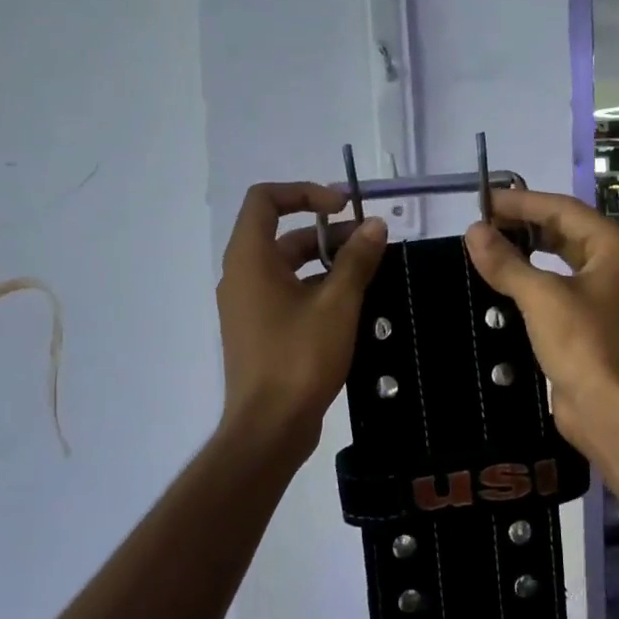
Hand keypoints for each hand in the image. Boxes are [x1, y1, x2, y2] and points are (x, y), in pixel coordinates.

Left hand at [216, 183, 386, 455]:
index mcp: (250, 259)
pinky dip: (317, 289)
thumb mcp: (337, 304)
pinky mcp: (259, 331)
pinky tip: (353, 305)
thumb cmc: (299, 358)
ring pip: (289, 267)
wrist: (269, 427)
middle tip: (372, 245)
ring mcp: (248, 306)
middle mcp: (242, 276)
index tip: (344, 207)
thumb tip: (376, 226)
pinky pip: (288, 294)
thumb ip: (356, 260)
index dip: (305, 192)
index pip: (266, 199)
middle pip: (283, 234)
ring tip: (371, 274)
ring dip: (327, 263)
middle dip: (328, 233)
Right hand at [462, 188, 618, 451]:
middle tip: (481, 228)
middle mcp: (615, 266)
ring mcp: (605, 298)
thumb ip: (507, 262)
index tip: (482, 202)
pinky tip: (502, 289)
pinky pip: (557, 294)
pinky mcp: (591, 327)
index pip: (563, 209)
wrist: (614, 412)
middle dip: (523, 228)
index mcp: (614, 247)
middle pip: (564, 233)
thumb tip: (474, 232)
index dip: (521, 203)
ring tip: (486, 253)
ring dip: (526, 257)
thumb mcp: (542, 297)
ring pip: (560, 264)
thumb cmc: (585, 344)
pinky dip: (531, 286)